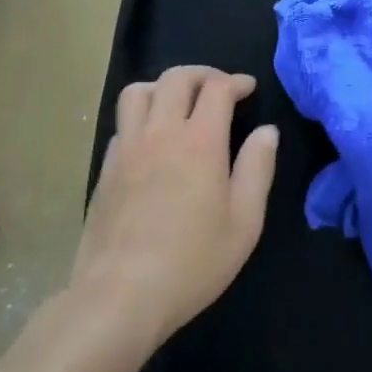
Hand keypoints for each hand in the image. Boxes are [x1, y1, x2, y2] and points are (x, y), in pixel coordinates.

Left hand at [70, 66, 278, 345]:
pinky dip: (140, 118)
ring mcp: (127, 149)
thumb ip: (258, 169)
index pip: (217, 88)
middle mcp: (161, 133)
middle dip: (202, 75)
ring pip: (138, 91)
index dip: (235, 81)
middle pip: (176, 78)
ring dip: (163, 87)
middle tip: (218, 89)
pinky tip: (151, 141)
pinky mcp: (105, 169)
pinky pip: (122, 124)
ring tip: (178, 104)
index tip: (248, 89)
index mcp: (200, 141)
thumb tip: (266, 131)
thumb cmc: (192, 262)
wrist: (120, 296)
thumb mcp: (244, 222)